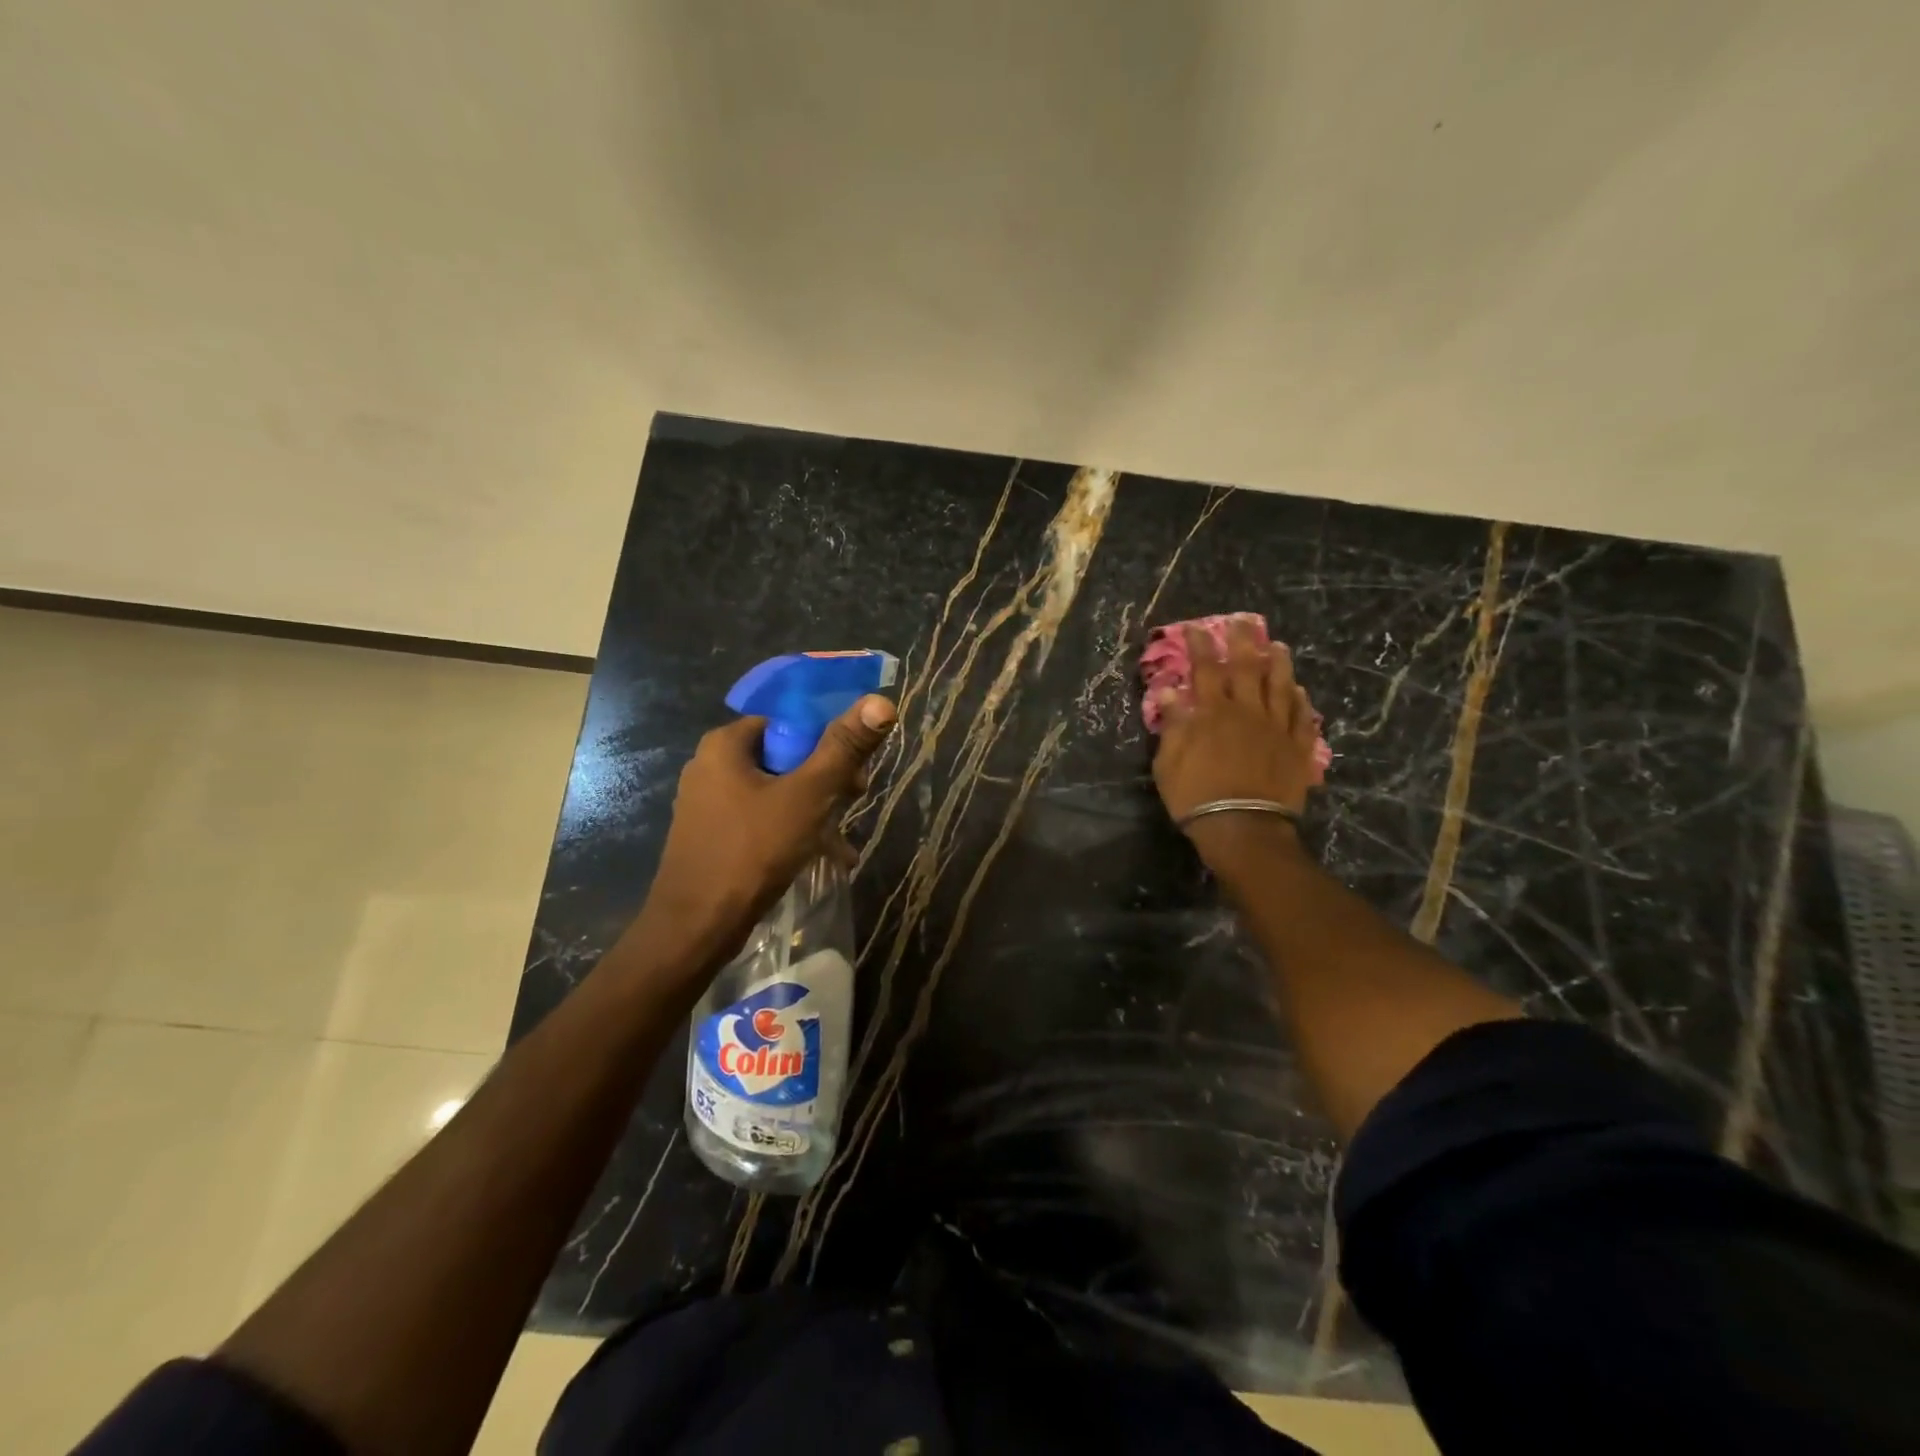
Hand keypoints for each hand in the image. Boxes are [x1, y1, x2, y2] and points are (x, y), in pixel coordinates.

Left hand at [626, 694, 896, 977]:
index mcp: (725, 745)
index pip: (788, 720)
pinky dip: (793, 830)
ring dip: (816, 809)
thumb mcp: (808, 795)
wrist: (696, 928)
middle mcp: (711, 766)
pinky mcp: (713, 836)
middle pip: (784, 756)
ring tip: (844, 838)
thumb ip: (844, 748)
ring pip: (777, 791)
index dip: (828, 738)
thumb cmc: (752, 850)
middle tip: (856, 799)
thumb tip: (880, 701)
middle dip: (826, 778)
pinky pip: (763, 819)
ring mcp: (709, 804)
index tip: (855, 767)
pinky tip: (826, 857)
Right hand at [1152, 620, 1319, 869]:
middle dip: (1243, 642)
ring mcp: (1276, 728)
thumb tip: (1171, 691)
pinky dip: (1300, 702)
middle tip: (1243, 622)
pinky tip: (1300, 692)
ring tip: (1278, 646)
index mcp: (1212, 713)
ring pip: (1280, 686)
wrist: (1243, 827)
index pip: (1205, 669)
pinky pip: (1302, 718)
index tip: (1195, 628)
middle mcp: (1246, 711)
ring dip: (1278, 663)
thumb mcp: (1169, 762)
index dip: (1200, 646)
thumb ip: (1173, 724)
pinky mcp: (1297, 748)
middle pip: (1247, 668)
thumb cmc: (1196, 796)